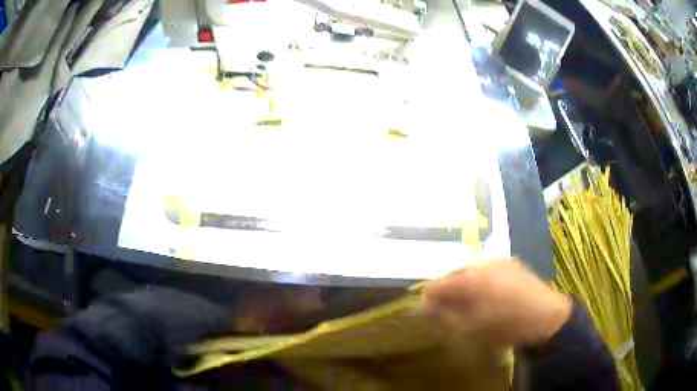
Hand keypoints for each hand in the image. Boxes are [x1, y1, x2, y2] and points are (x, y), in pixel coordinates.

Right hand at [423, 259, 571, 346]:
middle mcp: (482, 264)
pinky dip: (480, 283)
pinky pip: (486, 271)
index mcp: (470, 279)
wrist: (546, 317)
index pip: (437, 284)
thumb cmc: (506, 326)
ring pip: (470, 272)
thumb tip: (425, 308)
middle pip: (454, 276)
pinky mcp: (511, 264)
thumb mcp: (471, 327)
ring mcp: (498, 262)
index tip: (429, 313)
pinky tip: (487, 297)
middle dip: (447, 293)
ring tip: (468, 305)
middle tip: (448, 312)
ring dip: (464, 288)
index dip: (429, 299)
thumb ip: (446, 315)